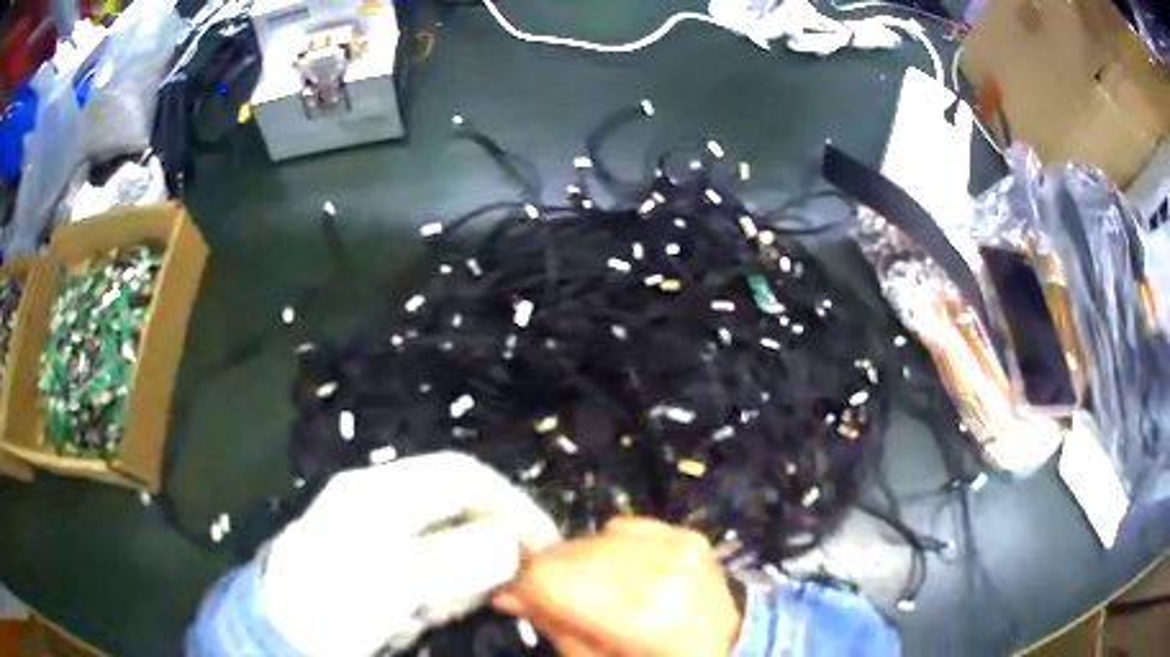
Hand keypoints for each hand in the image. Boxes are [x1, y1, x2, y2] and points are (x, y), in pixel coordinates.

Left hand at [260, 452, 559, 656]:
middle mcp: (380, 503)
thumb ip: (454, 559)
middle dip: (488, 550)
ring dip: (462, 579)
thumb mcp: (391, 584)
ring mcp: (379, 536)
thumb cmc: (328, 607)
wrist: (278, 637)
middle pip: (460, 510)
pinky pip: (432, 574)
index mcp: (379, 492)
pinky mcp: (380, 567)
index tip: (546, 548)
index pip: (463, 476)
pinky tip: (423, 615)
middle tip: (498, 593)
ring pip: (450, 546)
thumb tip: (509, 547)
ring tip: (440, 611)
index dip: (512, 503)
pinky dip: (443, 595)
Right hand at [493, 517, 742, 656]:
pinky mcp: (687, 533)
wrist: (728, 643)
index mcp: (637, 618)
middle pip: (570, 552)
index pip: (552, 576)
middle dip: (550, 573)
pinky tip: (623, 570)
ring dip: (578, 561)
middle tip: (548, 594)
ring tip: (589, 585)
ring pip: (592, 537)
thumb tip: (506, 593)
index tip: (515, 595)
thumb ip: (553, 627)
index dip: (524, 584)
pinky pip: (624, 526)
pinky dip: (611, 546)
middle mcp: (657, 573)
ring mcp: (677, 547)